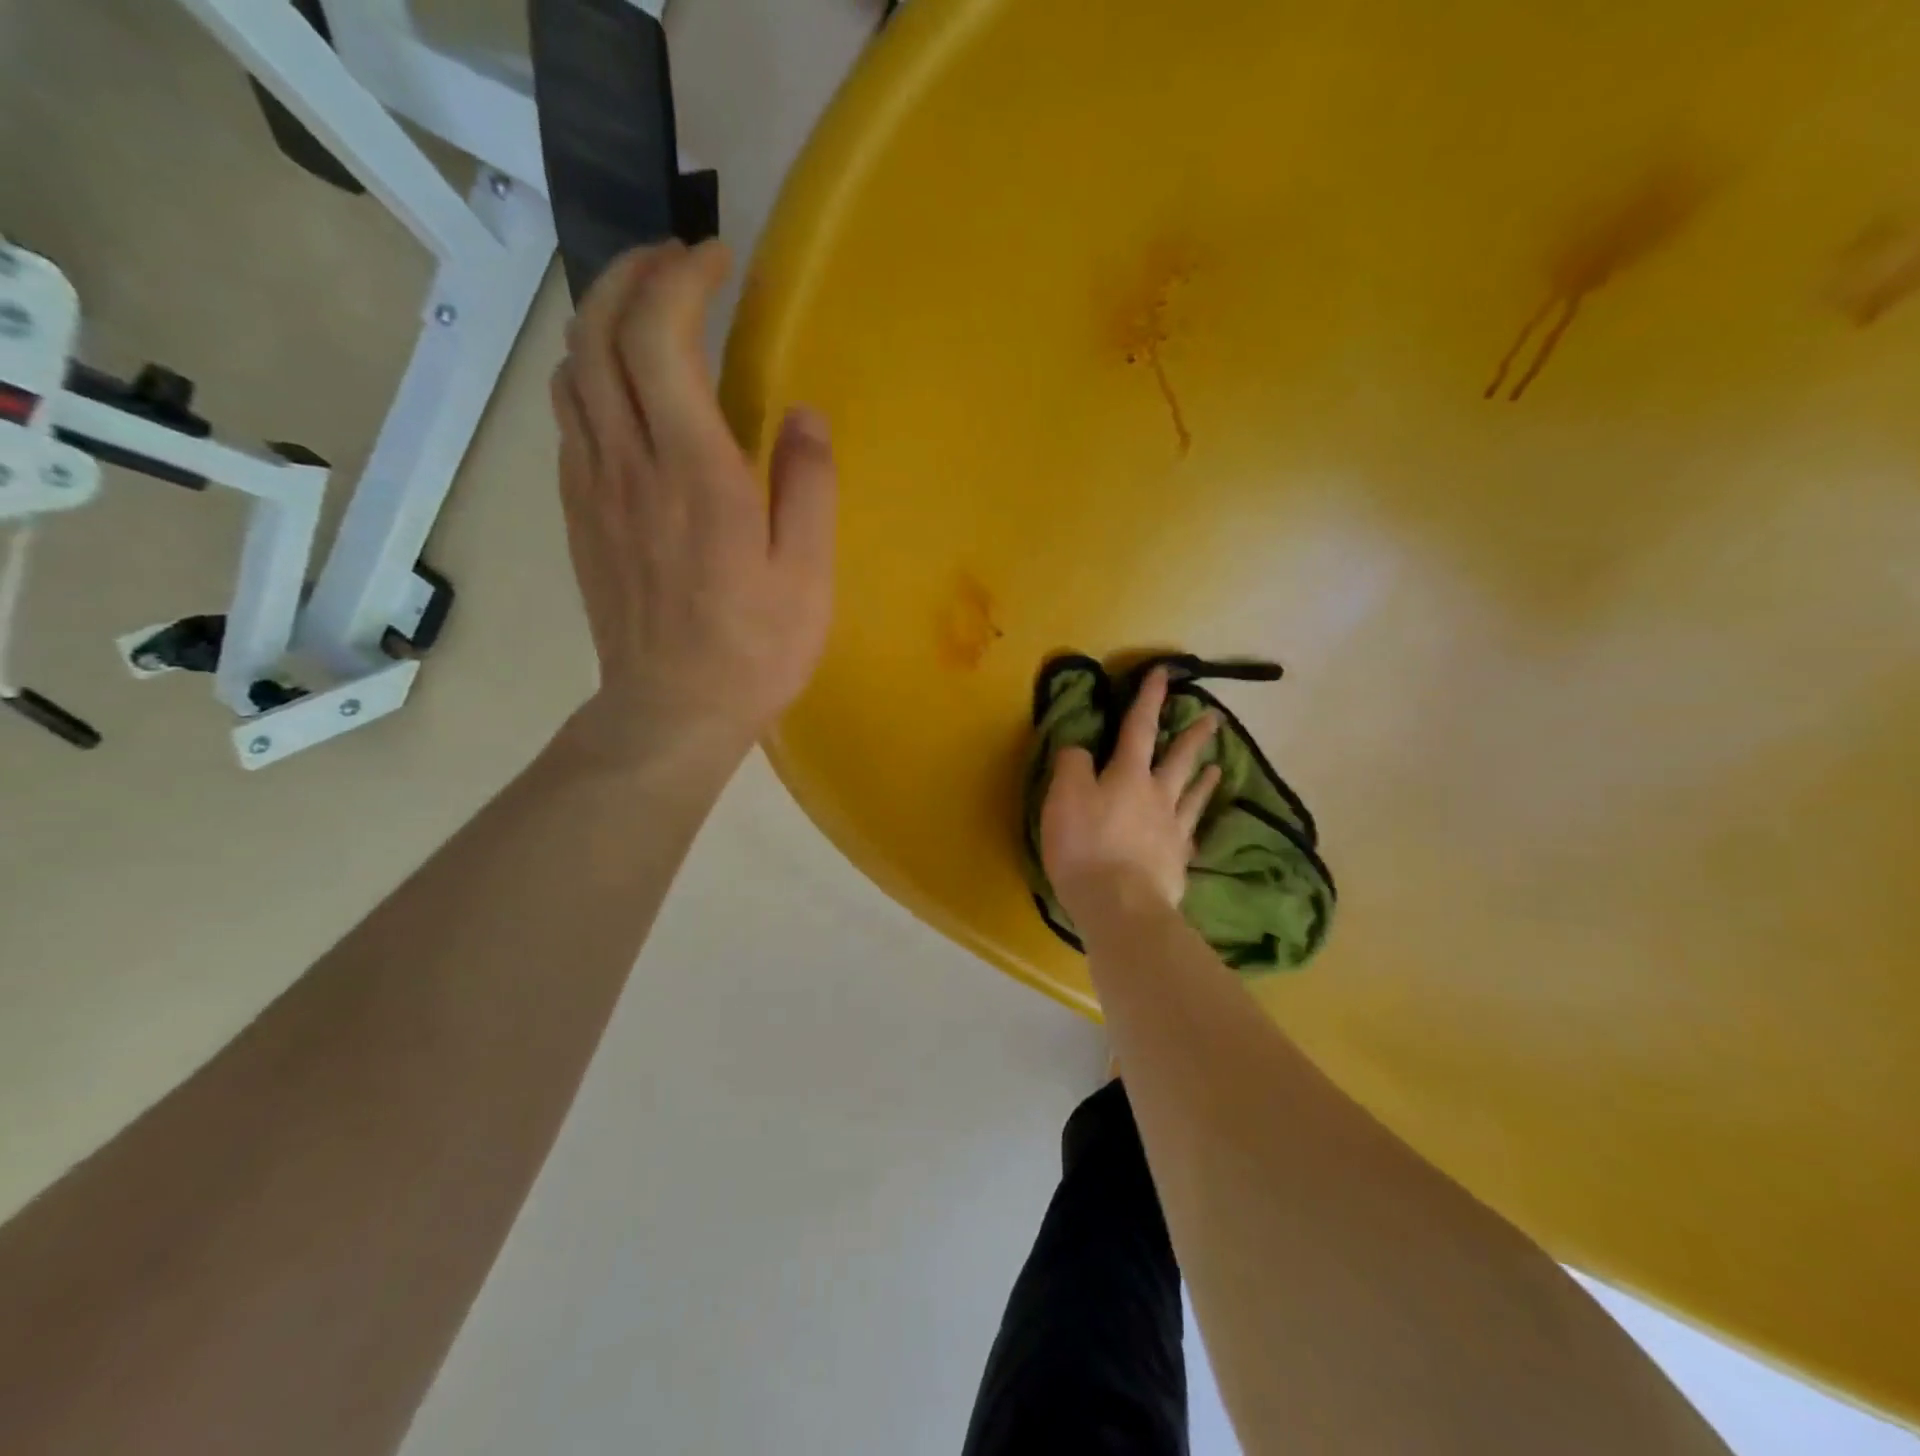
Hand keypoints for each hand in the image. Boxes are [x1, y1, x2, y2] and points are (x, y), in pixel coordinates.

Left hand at [550, 241, 837, 766]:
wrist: (671, 712)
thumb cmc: (753, 650)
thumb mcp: (807, 577)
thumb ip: (808, 487)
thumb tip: (804, 414)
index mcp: (695, 473)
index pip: (662, 335)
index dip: (683, 277)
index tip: (718, 260)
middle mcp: (630, 463)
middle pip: (599, 332)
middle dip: (633, 274)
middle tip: (678, 264)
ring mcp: (593, 489)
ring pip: (572, 370)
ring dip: (602, 319)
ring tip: (646, 313)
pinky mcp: (579, 516)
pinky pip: (570, 420)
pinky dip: (590, 377)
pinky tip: (622, 391)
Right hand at [1041, 667, 1221, 928]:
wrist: (1119, 904)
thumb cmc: (1086, 845)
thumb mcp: (1063, 797)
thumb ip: (1072, 765)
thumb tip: (1080, 747)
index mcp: (1128, 775)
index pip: (1139, 727)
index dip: (1149, 699)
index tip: (1163, 674)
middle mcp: (1157, 796)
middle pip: (1178, 760)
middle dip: (1193, 736)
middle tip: (1214, 718)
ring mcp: (1172, 831)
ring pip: (1192, 797)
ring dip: (1203, 779)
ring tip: (1217, 768)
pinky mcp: (1176, 863)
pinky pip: (1190, 837)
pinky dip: (1195, 827)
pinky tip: (1197, 830)